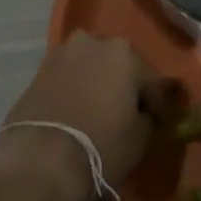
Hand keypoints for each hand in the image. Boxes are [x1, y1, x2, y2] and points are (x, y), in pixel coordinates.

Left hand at [0, 33, 161, 200]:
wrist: (40, 159)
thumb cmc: (101, 145)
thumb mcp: (140, 138)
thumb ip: (149, 116)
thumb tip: (146, 112)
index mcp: (123, 51)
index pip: (152, 78)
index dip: (159, 102)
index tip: (160, 121)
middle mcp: (92, 41)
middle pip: (118, 64)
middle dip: (125, 85)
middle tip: (128, 113)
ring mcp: (62, 53)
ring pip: (90, 67)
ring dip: (98, 84)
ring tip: (99, 113)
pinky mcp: (39, 70)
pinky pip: (68, 78)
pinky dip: (76, 89)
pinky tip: (77, 112)